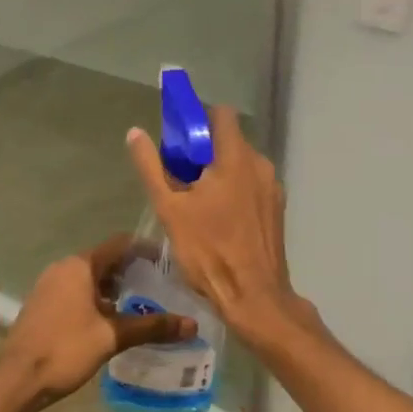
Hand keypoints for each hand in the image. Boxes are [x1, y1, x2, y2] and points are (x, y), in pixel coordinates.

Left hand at [0, 236, 193, 411]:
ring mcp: (49, 286)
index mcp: (80, 265)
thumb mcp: (112, 337)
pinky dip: (96, 299)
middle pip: (105, 261)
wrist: (15, 380)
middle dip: (132, 272)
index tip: (168, 261)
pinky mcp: (43, 305)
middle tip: (159, 287)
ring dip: (114, 289)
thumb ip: (151, 327)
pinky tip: (110, 322)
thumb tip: (191, 325)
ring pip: (90, 278)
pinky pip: (76, 292)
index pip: (120, 244)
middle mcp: (63, 268)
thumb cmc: (65, 349)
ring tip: (139, 306)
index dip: (145, 249)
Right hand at [125, 106, 306, 344]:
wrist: (255, 297)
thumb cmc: (209, 251)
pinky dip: (234, 190)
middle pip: (229, 141)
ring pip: (241, 165)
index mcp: (236, 157)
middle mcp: (260, 165)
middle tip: (178, 176)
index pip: (220, 114)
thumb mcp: (170, 209)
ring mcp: (273, 188)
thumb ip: (151, 167)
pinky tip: (217, 218)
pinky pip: (251, 186)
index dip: (197, 119)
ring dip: (218, 172)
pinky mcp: (277, 209)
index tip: (177, 138)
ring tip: (195, 201)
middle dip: (203, 151)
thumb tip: (135, 133)